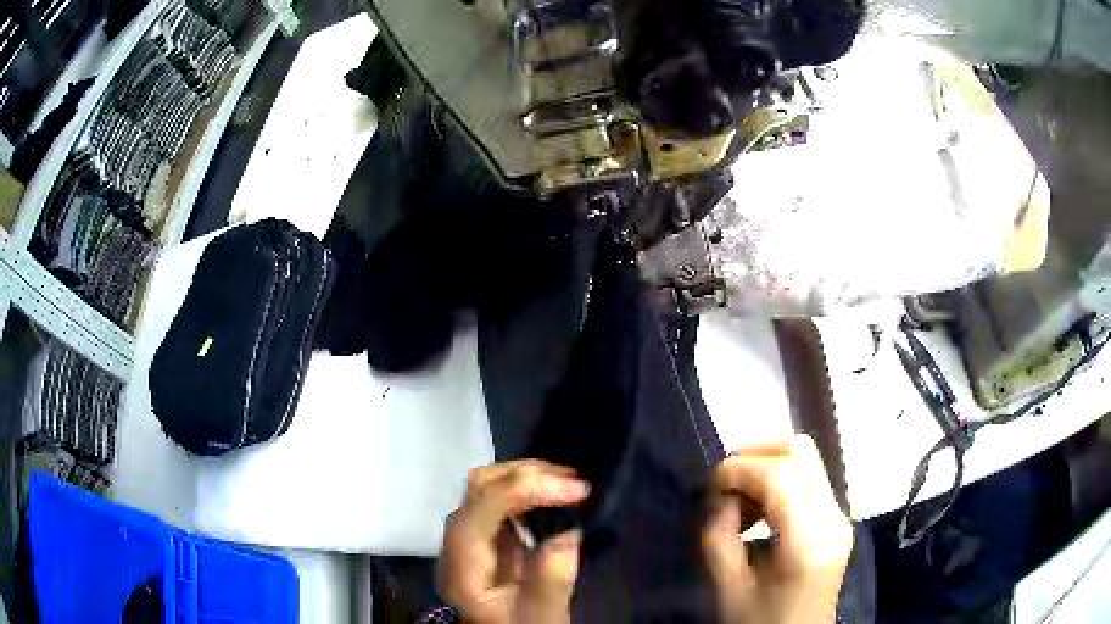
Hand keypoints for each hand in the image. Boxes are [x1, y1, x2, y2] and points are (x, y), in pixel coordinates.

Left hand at [440, 460, 589, 623]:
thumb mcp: (541, 616)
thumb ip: (551, 581)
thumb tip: (568, 533)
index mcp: (463, 564)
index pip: (483, 507)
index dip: (528, 488)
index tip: (578, 490)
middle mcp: (457, 542)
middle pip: (480, 486)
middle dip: (529, 473)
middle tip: (576, 481)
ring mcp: (469, 537)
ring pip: (488, 486)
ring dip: (529, 476)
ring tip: (570, 482)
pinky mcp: (485, 537)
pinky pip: (501, 499)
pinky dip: (530, 489)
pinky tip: (555, 495)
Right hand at [703, 435, 852, 623]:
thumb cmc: (763, 622)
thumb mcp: (729, 589)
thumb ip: (719, 540)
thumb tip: (720, 500)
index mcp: (808, 541)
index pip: (780, 475)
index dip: (740, 468)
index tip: (711, 483)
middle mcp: (833, 518)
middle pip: (800, 452)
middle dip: (756, 454)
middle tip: (726, 483)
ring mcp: (840, 516)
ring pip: (806, 460)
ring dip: (767, 468)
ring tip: (740, 503)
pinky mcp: (837, 519)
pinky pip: (809, 479)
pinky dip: (779, 482)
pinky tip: (759, 512)